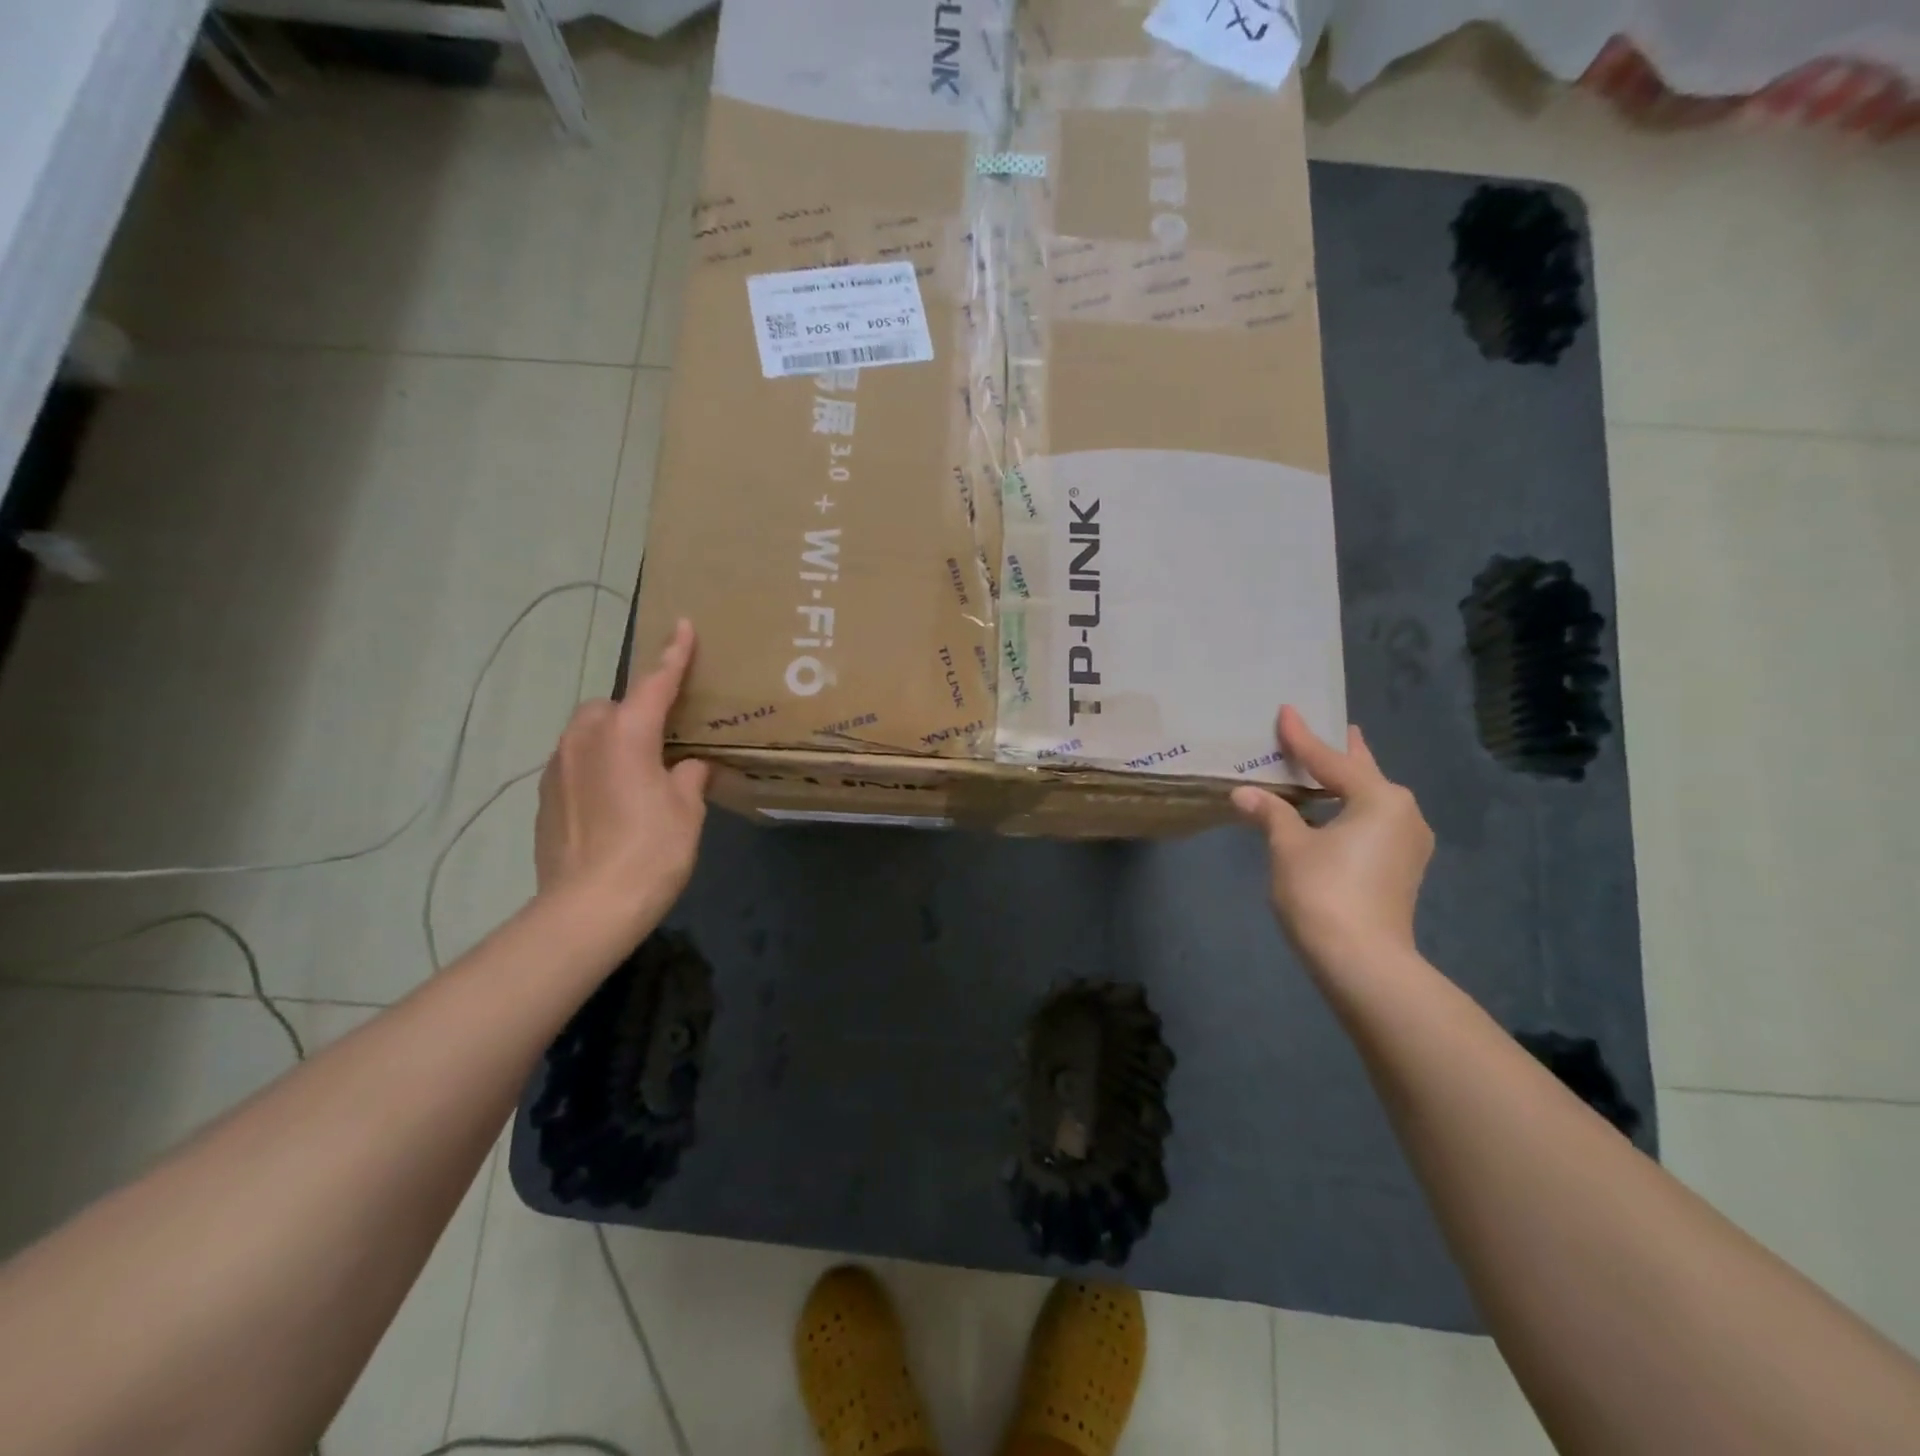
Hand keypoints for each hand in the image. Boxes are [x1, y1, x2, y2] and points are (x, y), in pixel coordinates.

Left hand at [534, 619, 709, 943]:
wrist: (587, 907)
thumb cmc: (650, 852)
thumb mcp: (686, 811)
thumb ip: (689, 776)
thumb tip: (687, 765)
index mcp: (627, 734)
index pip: (655, 683)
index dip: (673, 655)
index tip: (683, 625)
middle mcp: (585, 739)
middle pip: (611, 706)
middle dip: (634, 712)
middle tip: (663, 741)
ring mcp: (557, 766)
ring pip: (588, 734)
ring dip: (613, 740)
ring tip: (638, 774)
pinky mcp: (544, 796)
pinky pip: (575, 763)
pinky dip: (595, 767)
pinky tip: (613, 802)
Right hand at [1230, 706, 1433, 972]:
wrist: (1362, 961)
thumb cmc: (1323, 892)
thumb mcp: (1289, 846)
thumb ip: (1270, 813)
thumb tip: (1245, 793)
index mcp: (1380, 798)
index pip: (1330, 760)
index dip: (1302, 738)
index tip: (1286, 711)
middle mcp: (1403, 814)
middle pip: (1364, 775)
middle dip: (1344, 755)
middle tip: (1335, 729)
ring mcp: (1407, 844)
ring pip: (1371, 801)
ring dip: (1348, 786)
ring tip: (1331, 770)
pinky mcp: (1401, 869)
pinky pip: (1373, 824)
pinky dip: (1351, 810)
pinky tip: (1335, 814)